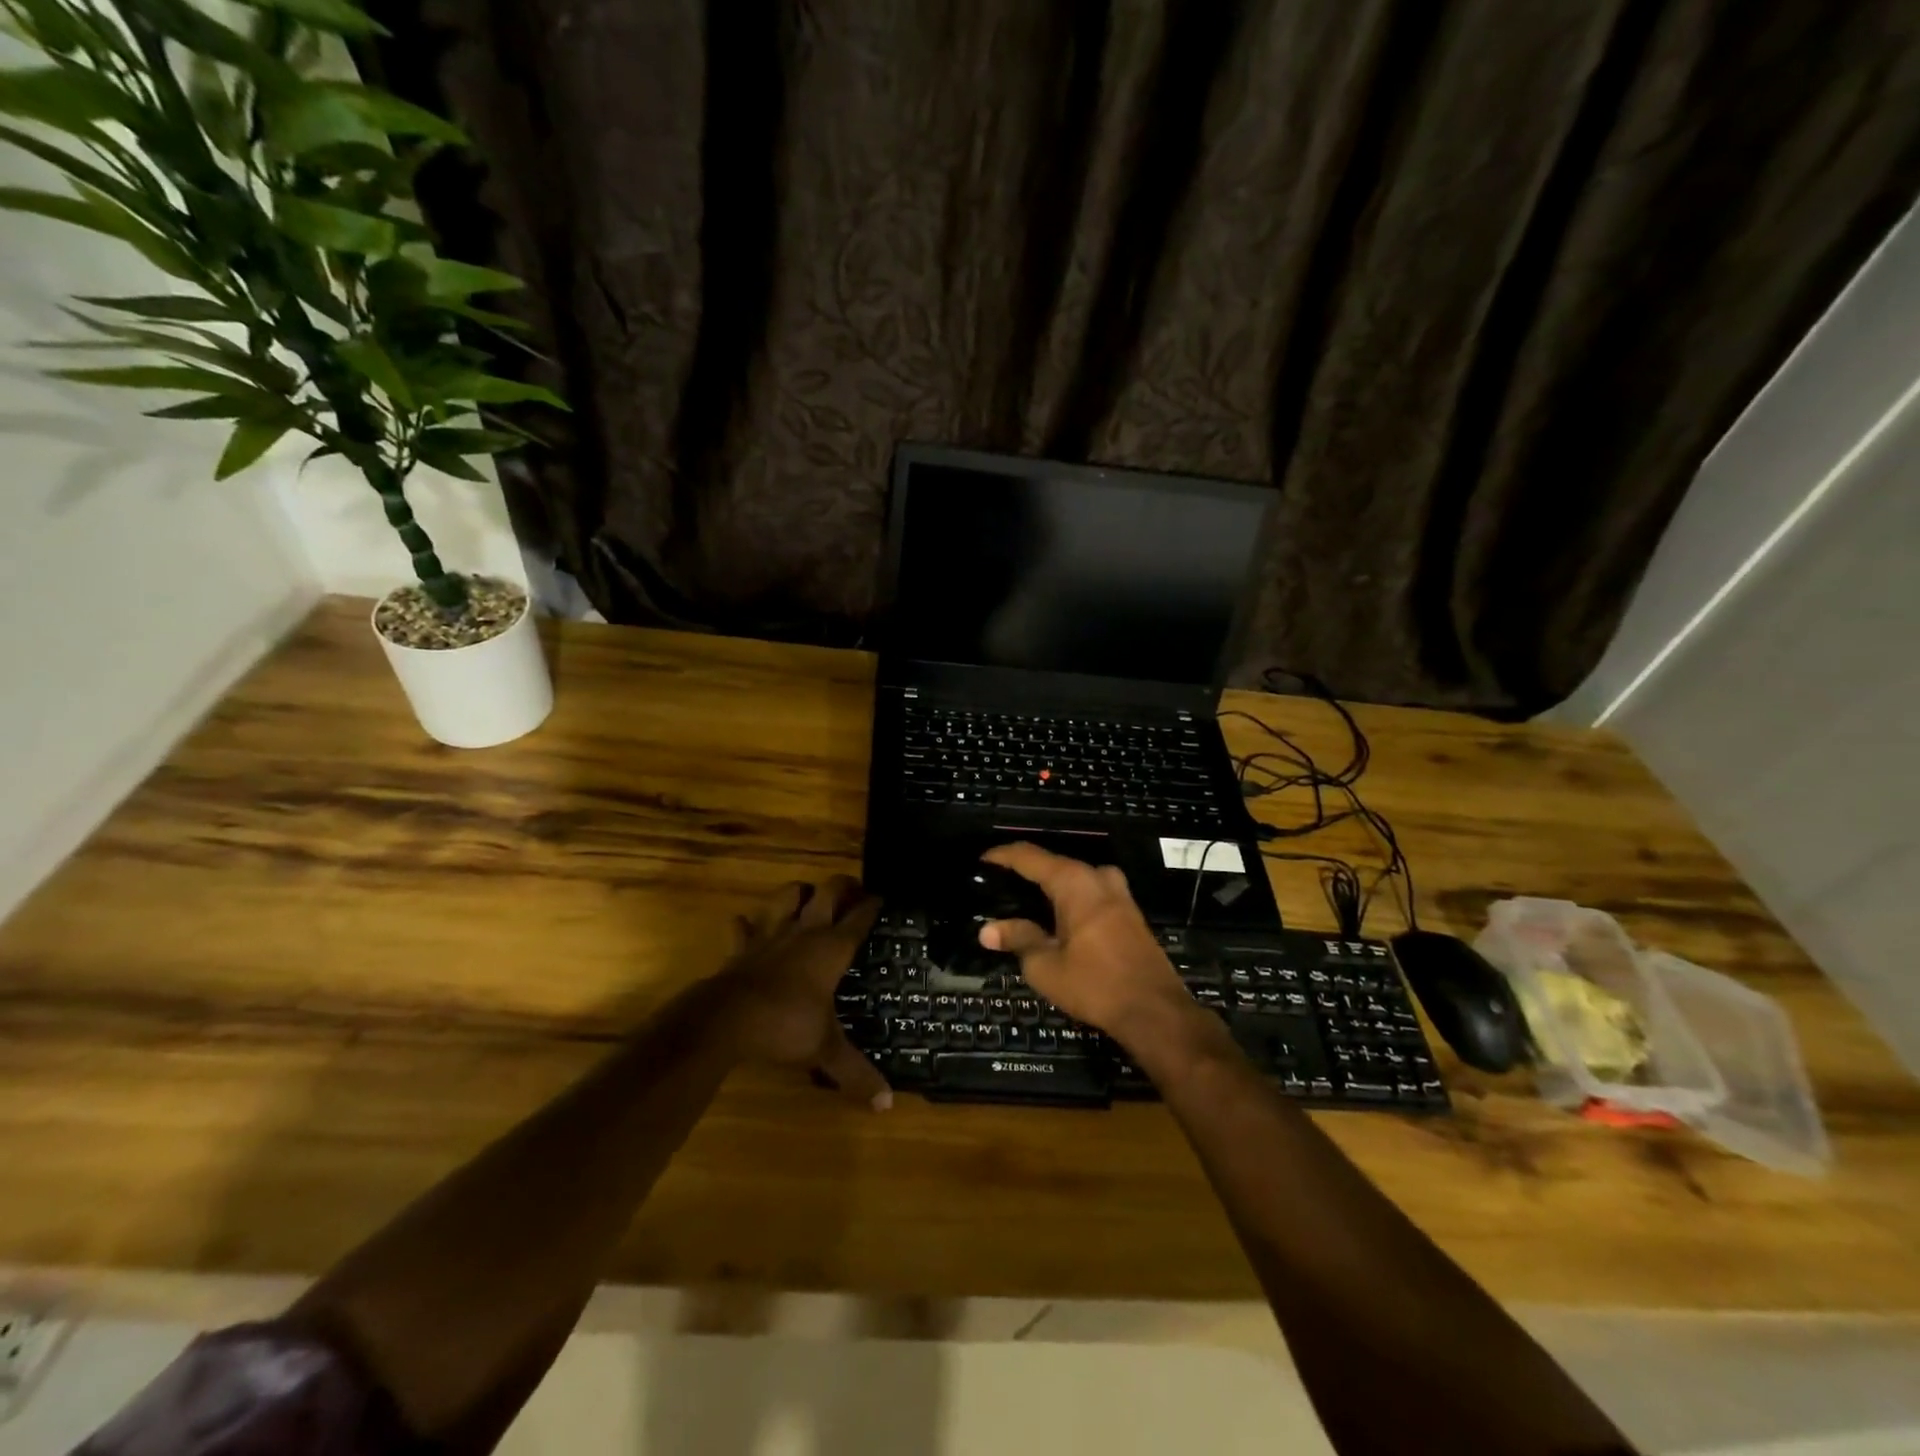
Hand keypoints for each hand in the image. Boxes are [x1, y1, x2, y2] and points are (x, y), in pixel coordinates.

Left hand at [716, 876, 890, 1109]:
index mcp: (832, 948)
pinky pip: (742, 926)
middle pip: (828, 892)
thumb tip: (887, 1105)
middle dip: (842, 886)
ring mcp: (771, 934)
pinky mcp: (742, 946)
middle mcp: (806, 931)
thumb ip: (856, 1072)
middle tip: (851, 890)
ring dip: (797, 892)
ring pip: (787, 896)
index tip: (882, 897)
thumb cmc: (786, 1025)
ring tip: (806, 896)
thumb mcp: (826, 1049)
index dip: (873, 904)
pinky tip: (747, 924)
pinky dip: (746, 923)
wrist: (728, 1019)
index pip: (860, 916)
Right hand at [977, 843, 1199, 1052]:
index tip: (980, 863)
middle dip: (1023, 875)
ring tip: (1019, 905)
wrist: (1155, 1011)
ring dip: (1047, 889)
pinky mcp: (1128, 911)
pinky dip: (1066, 900)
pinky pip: (1089, 894)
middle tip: (995, 890)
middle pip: (1052, 865)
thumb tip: (988, 930)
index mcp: (1074, 881)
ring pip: (1073, 880)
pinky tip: (1051, 920)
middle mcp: (1097, 876)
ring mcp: (1118, 892)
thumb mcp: (1046, 965)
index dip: (1001, 856)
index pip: (1028, 856)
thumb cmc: (1095, 984)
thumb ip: (1017, 939)